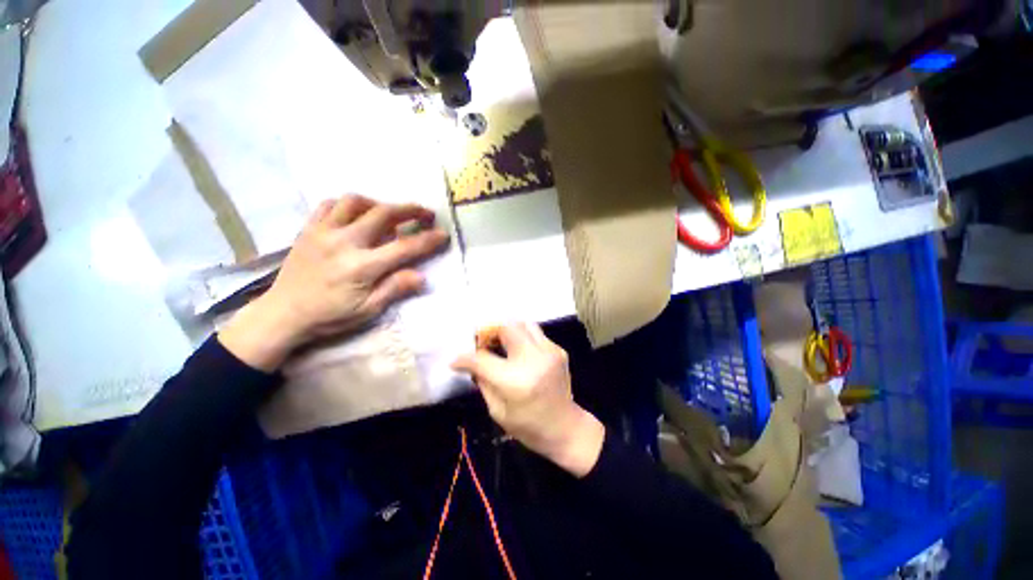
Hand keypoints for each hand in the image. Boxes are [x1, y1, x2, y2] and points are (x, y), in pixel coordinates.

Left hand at [219, 194, 449, 370]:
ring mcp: (323, 232)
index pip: (404, 247)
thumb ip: (395, 289)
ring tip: (390, 213)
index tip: (443, 234)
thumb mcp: (367, 310)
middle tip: (425, 213)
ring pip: (356, 202)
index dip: (428, 239)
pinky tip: (357, 213)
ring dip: (379, 204)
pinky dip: (349, 204)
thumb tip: (422, 276)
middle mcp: (344, 242)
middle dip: (410, 210)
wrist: (283, 314)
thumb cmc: (329, 316)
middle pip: (383, 214)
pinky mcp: (309, 229)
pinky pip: (330, 205)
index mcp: (362, 266)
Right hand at [451, 323, 604, 477]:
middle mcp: (533, 360)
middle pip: (507, 327)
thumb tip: (471, 362)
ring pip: (523, 323)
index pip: (483, 359)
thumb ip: (483, 381)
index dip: (465, 358)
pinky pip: (536, 333)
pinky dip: (523, 337)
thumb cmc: (528, 426)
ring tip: (501, 343)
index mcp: (515, 381)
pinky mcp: (558, 350)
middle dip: (490, 331)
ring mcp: (549, 352)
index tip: (457, 360)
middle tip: (483, 342)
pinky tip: (519, 352)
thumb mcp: (497, 410)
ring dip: (508, 330)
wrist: (565, 427)